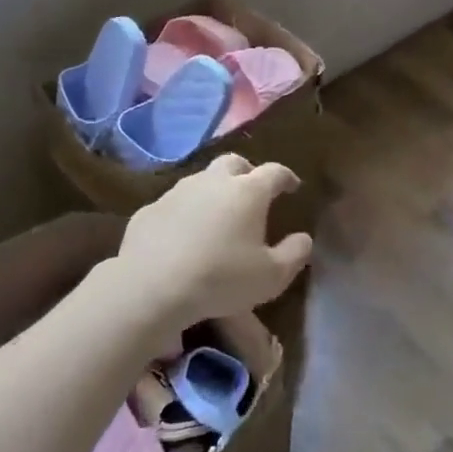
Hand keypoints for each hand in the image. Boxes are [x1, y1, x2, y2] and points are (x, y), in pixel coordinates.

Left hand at [116, 155, 312, 331]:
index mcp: (248, 192)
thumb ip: (295, 253)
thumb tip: (303, 238)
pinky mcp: (148, 211)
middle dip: (247, 172)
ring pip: (201, 180)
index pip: (274, 172)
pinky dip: (186, 213)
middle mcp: (212, 182)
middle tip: (253, 192)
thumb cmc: (221, 279)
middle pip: (234, 163)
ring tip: (219, 215)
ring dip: (214, 191)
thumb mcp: (272, 276)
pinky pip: (174, 204)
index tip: (292, 186)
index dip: (286, 177)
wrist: (151, 288)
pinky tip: (184, 235)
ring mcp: (176, 193)